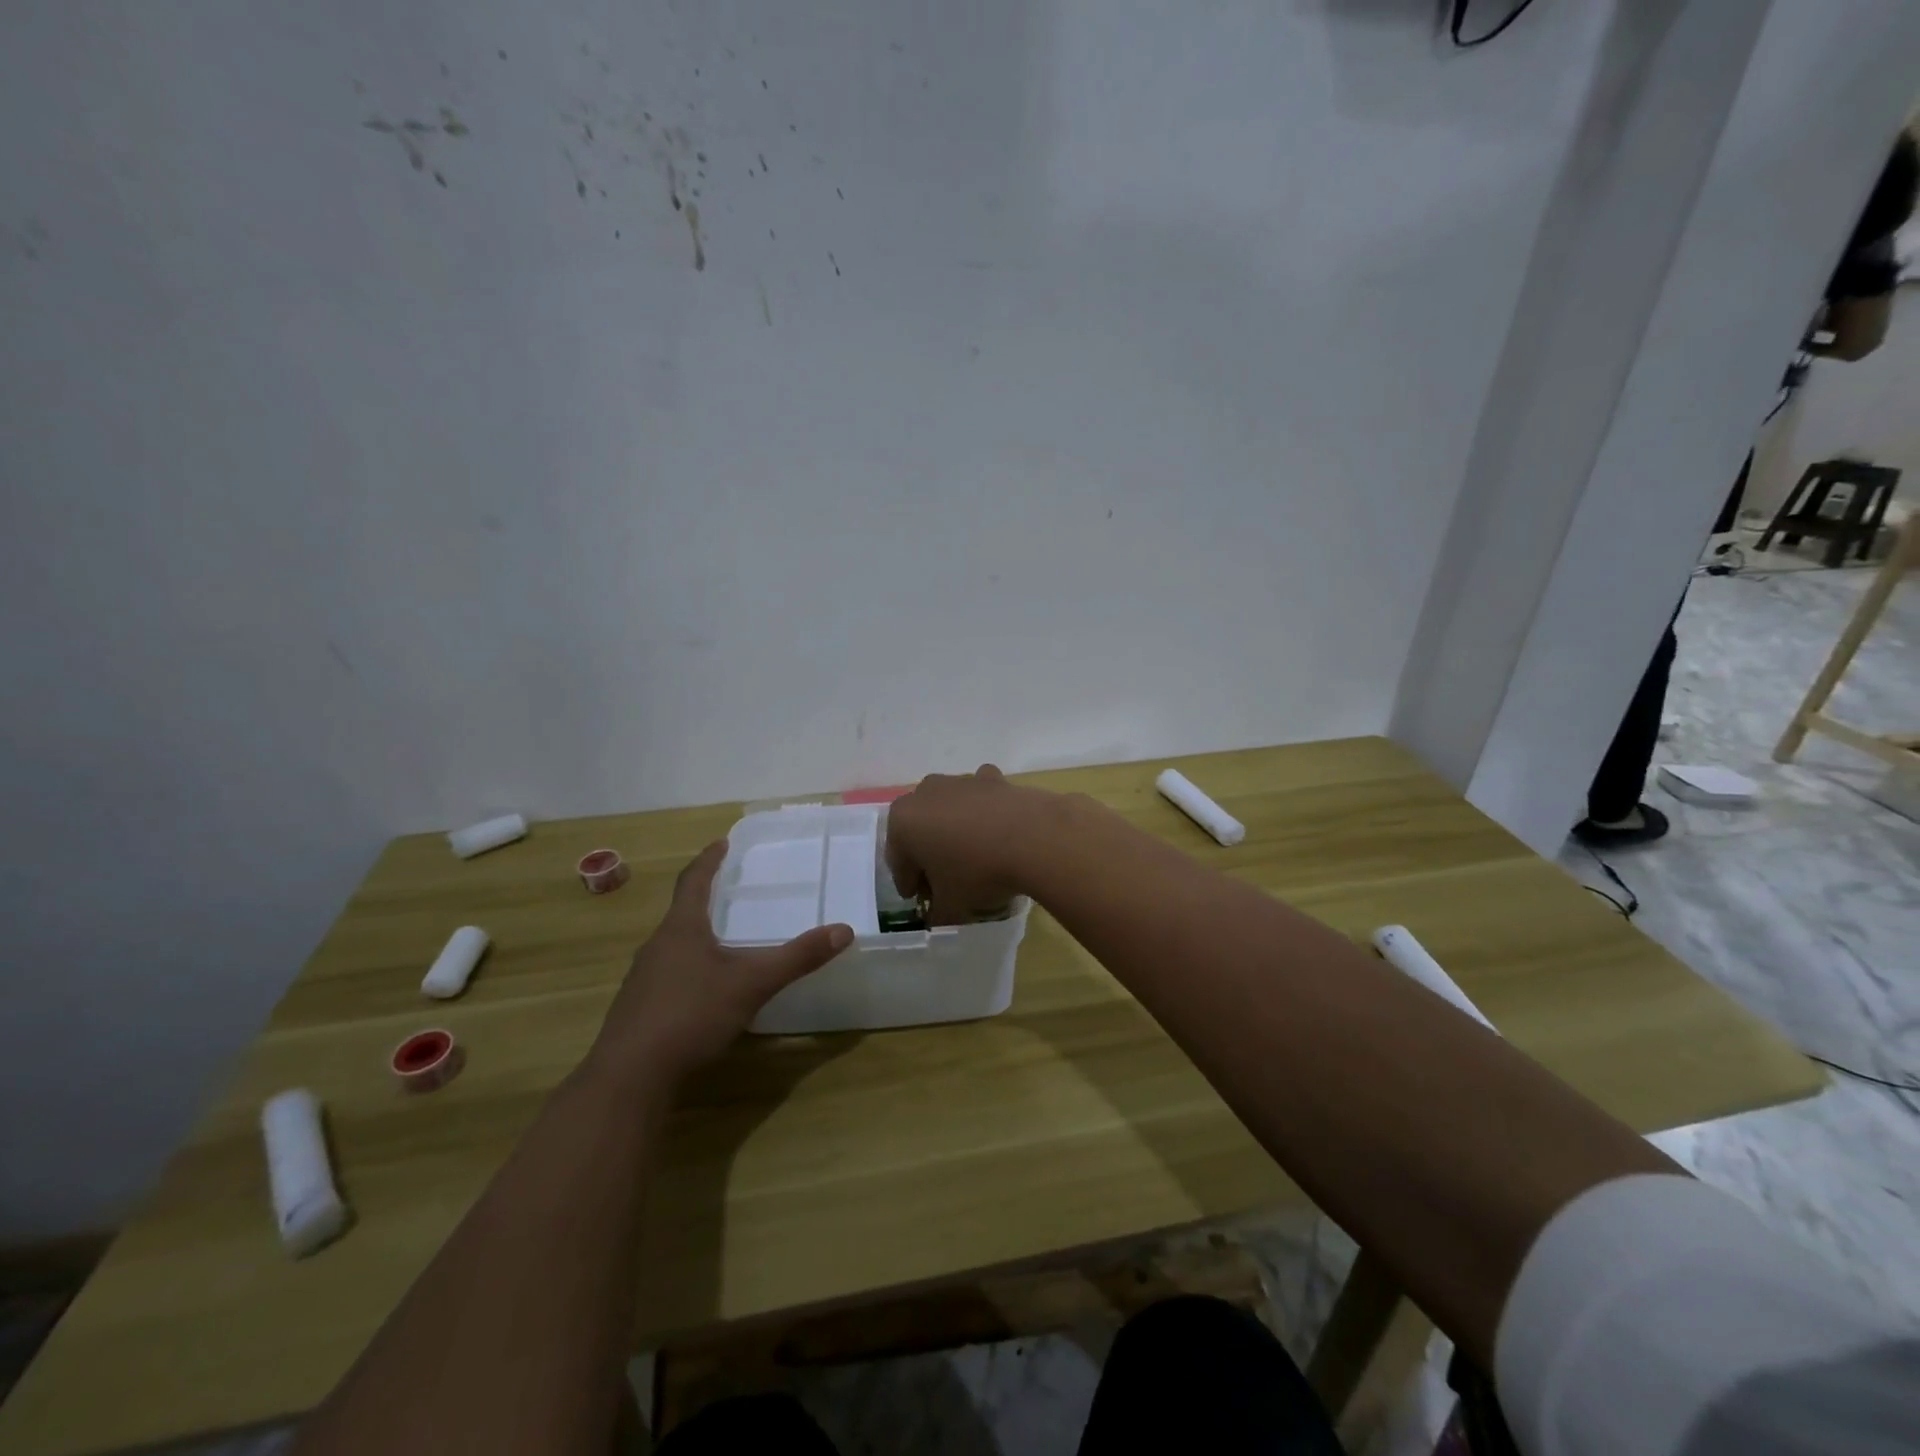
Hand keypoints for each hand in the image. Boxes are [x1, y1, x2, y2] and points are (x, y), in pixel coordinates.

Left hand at [587, 841, 851, 1086]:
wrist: (630, 1077)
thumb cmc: (691, 1015)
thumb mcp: (752, 984)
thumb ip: (797, 958)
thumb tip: (843, 930)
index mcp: (682, 928)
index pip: (694, 881)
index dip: (709, 860)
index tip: (722, 842)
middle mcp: (657, 946)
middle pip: (682, 912)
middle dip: (705, 899)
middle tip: (730, 890)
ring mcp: (643, 979)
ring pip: (673, 945)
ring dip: (696, 935)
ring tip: (722, 939)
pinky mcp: (638, 1009)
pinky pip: (667, 975)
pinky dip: (688, 969)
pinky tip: (704, 990)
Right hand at [885, 765, 1053, 923]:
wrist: (1033, 838)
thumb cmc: (978, 872)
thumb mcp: (951, 906)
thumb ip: (937, 913)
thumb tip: (937, 916)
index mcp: (902, 822)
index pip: (899, 862)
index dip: (910, 885)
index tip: (921, 900)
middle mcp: (924, 793)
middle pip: (920, 831)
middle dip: (929, 854)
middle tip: (945, 881)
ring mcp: (960, 781)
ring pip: (948, 811)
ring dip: (955, 831)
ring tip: (974, 859)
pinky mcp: (992, 778)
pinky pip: (980, 798)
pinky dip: (984, 812)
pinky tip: (997, 831)